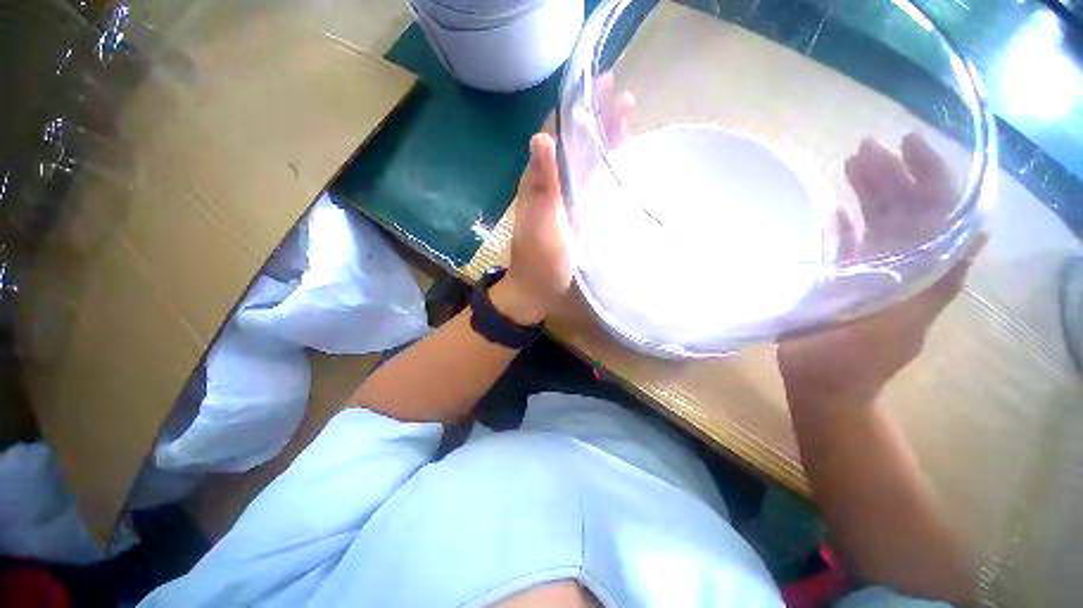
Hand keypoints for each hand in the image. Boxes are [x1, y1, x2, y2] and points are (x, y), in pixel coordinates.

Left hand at [497, 75, 633, 324]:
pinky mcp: (575, 212)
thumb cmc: (540, 259)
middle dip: (597, 118)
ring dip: (604, 139)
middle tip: (624, 95)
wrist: (538, 289)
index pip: (558, 133)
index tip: (601, 84)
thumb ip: (543, 184)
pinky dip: (604, 166)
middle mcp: (551, 183)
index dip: (577, 108)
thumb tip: (541, 136)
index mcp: (540, 180)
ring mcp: (565, 198)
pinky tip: (619, 159)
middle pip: (574, 143)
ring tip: (628, 116)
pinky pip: (590, 181)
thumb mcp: (542, 222)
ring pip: (584, 160)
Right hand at [780, 134, 981, 407]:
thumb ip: (936, 282)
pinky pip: (846, 246)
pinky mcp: (840, 281)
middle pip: (905, 211)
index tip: (907, 144)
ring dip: (866, 193)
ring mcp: (869, 272)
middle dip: (891, 176)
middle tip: (864, 148)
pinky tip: (834, 211)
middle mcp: (901, 265)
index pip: (937, 213)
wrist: (823, 384)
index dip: (929, 176)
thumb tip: (973, 233)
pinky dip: (843, 226)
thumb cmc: (855, 359)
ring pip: (875, 223)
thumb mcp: (901, 322)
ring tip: (847, 165)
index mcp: (922, 272)